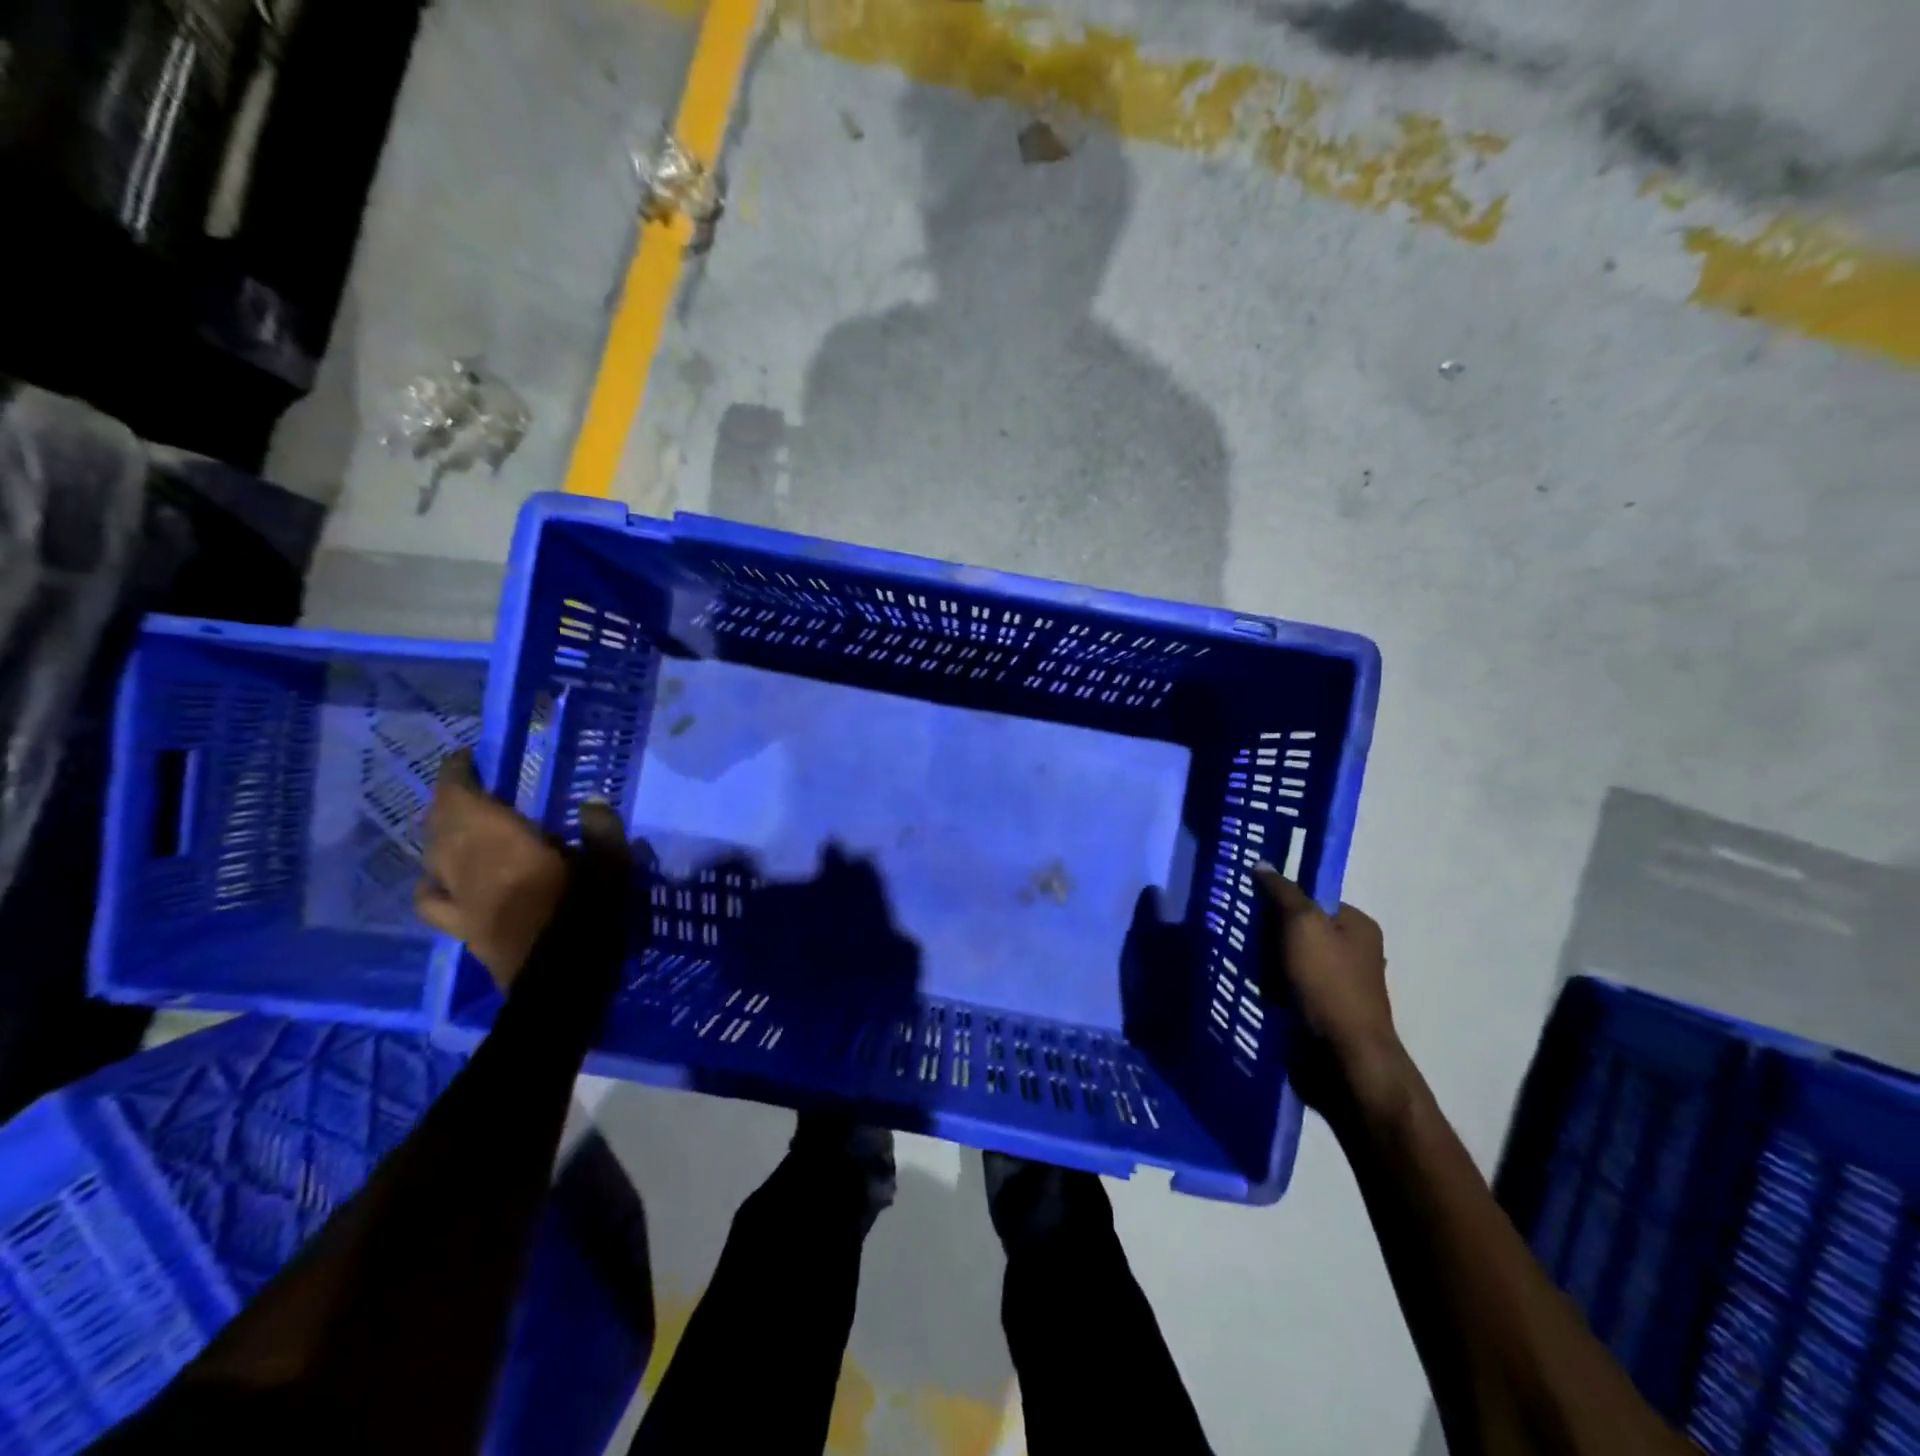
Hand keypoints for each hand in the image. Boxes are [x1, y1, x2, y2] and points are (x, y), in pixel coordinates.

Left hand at [415, 751, 624, 991]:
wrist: (560, 986)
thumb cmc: (587, 919)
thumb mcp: (612, 869)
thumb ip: (602, 832)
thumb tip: (590, 804)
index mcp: (505, 844)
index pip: (464, 798)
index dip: (459, 773)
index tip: (468, 756)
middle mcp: (470, 865)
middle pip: (443, 823)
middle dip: (450, 798)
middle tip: (467, 782)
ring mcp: (460, 899)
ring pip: (433, 855)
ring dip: (439, 831)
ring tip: (453, 821)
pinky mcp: (461, 927)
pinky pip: (432, 900)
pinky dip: (431, 881)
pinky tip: (439, 878)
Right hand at [1253, 862, 1402, 1114]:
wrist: (1344, 1058)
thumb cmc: (1328, 983)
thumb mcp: (1302, 925)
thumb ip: (1282, 892)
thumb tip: (1262, 864)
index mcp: (1358, 925)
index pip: (1311, 898)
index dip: (1279, 898)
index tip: (1249, 904)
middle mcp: (1353, 951)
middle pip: (1298, 928)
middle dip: (1269, 932)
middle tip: (1241, 934)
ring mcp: (1338, 984)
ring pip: (1289, 959)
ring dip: (1265, 962)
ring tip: (1239, 962)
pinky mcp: (1321, 1011)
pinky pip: (1288, 987)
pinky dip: (1270, 987)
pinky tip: (1250, 988)